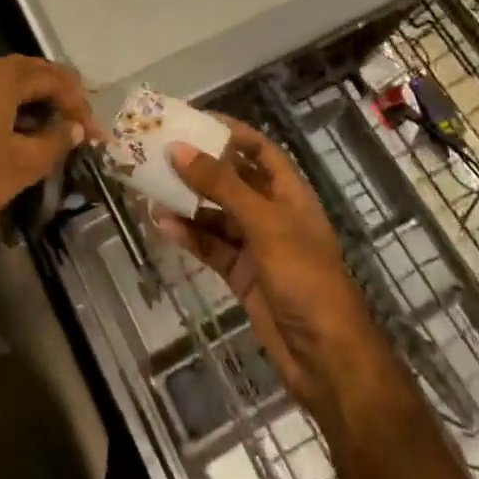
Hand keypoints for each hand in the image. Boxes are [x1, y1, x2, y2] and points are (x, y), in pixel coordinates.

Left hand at [0, 57, 96, 247]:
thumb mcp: (20, 165)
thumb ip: (54, 141)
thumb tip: (74, 128)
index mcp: (0, 76)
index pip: (52, 76)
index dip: (78, 102)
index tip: (93, 134)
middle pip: (28, 74)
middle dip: (57, 99)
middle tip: (77, 127)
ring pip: (4, 87)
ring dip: (31, 107)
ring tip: (50, 136)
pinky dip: (7, 113)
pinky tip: (14, 139)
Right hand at [156, 119, 389, 420]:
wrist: (327, 358)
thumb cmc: (304, 277)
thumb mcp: (264, 223)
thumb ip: (221, 185)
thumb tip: (178, 149)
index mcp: (289, 193)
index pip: (259, 149)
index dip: (230, 132)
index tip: (193, 120)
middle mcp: (273, 213)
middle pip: (232, 180)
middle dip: (200, 167)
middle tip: (160, 152)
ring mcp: (257, 245)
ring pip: (216, 214)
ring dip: (188, 203)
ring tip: (152, 188)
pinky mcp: (242, 274)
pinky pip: (211, 246)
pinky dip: (190, 235)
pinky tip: (164, 225)